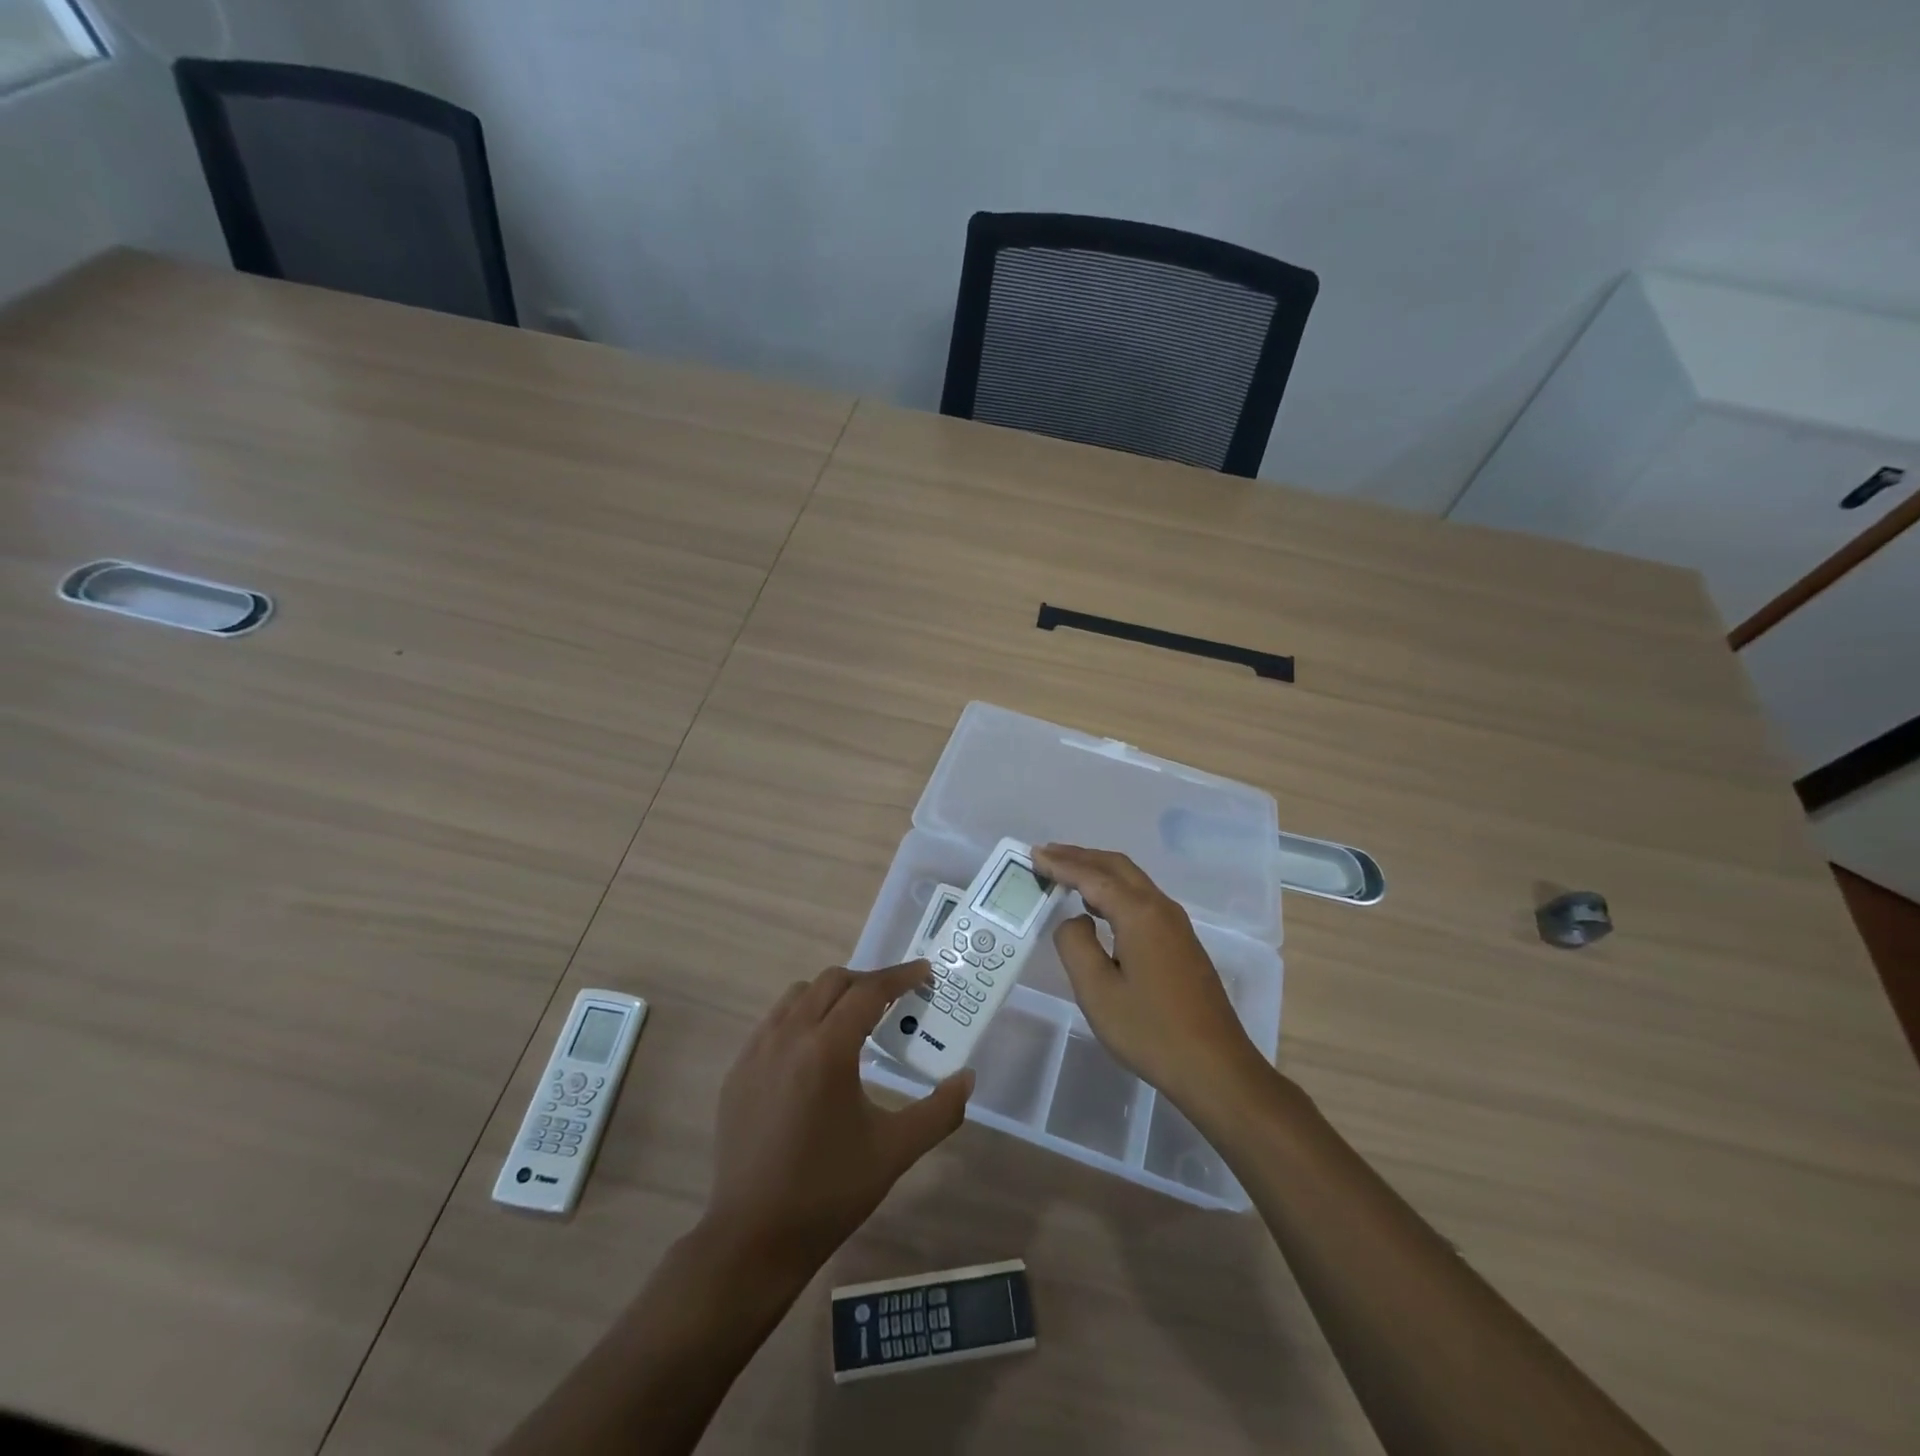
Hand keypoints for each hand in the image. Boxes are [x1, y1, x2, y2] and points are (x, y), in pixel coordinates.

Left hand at [704, 962, 972, 1277]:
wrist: (752, 1238)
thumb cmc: (829, 1191)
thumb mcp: (895, 1151)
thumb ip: (939, 1111)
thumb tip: (967, 1078)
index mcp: (827, 1049)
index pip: (869, 991)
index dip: (900, 977)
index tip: (924, 972)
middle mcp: (788, 1036)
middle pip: (832, 982)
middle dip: (867, 982)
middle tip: (895, 1000)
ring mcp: (756, 1051)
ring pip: (799, 995)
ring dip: (831, 995)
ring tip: (855, 1021)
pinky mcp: (738, 1071)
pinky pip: (774, 1022)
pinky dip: (801, 1017)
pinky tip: (815, 1051)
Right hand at [1035, 844, 1266, 1111]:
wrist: (1215, 1067)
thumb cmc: (1150, 1031)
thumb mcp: (1097, 991)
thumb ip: (1076, 945)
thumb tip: (1075, 920)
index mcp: (1139, 914)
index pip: (1092, 876)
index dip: (1060, 864)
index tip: (1033, 854)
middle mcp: (1161, 908)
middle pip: (1116, 866)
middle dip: (1079, 856)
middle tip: (1045, 854)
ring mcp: (1176, 924)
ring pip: (1132, 880)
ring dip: (1098, 871)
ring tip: (1065, 873)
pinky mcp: (1181, 942)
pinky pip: (1141, 898)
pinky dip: (1114, 889)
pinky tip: (1098, 906)